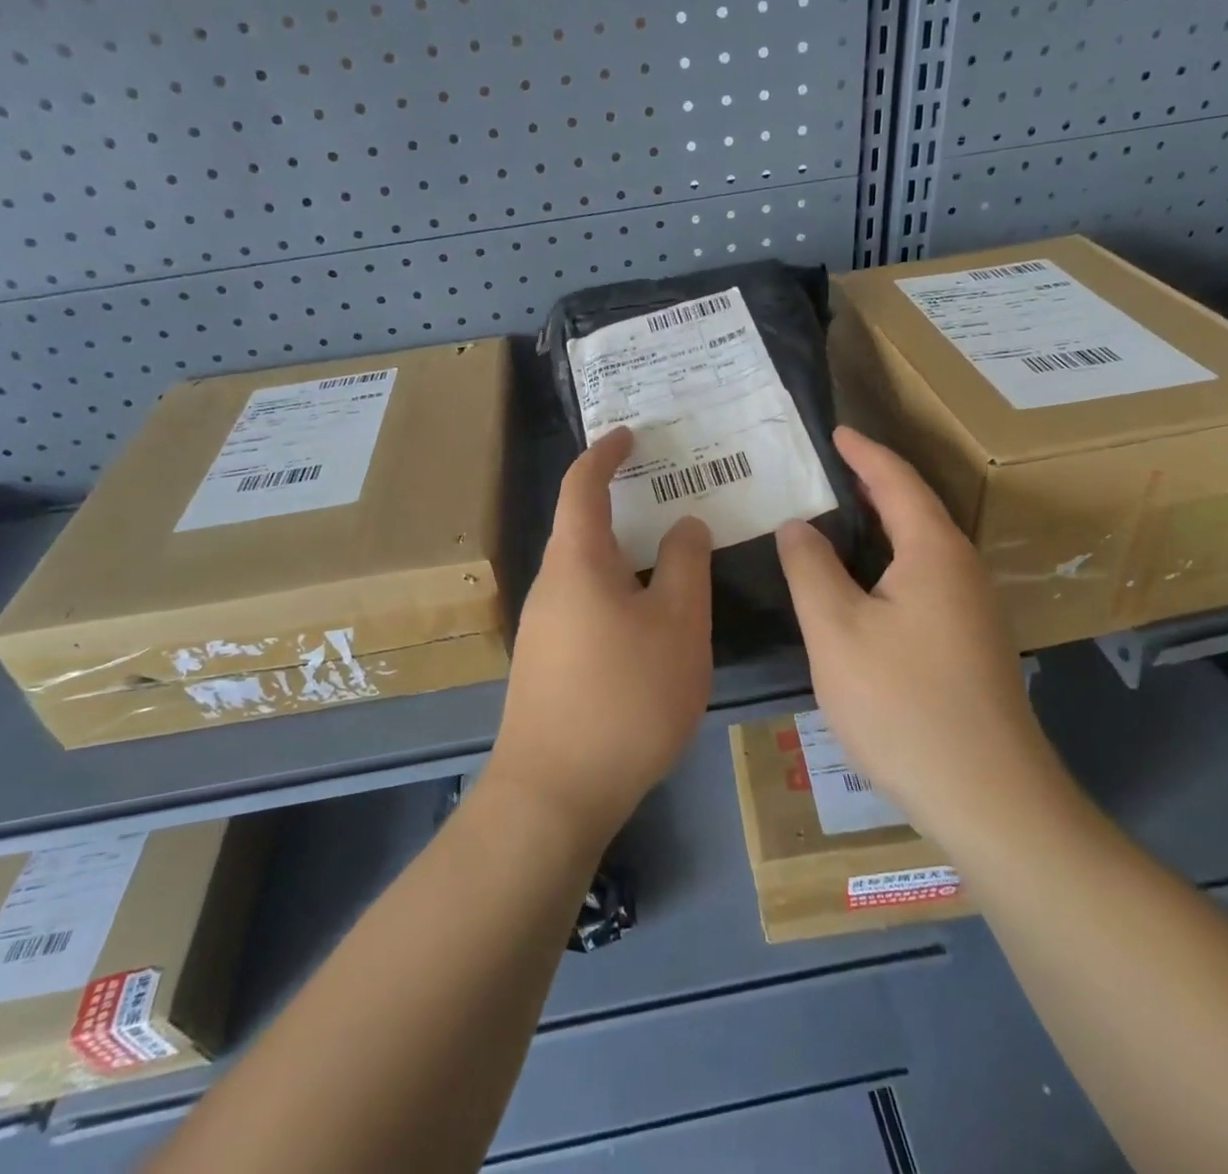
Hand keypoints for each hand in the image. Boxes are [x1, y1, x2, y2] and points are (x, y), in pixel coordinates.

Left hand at [489, 427, 713, 836]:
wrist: (554, 792)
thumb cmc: (625, 696)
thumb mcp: (677, 625)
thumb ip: (684, 566)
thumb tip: (683, 524)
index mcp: (577, 561)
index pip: (583, 485)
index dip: (605, 453)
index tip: (630, 435)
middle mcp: (550, 585)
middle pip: (583, 528)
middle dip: (622, 505)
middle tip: (669, 497)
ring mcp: (543, 627)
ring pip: (587, 571)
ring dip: (624, 554)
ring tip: (668, 558)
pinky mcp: (547, 663)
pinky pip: (586, 605)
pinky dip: (617, 591)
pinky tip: (647, 621)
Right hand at [775, 427, 1065, 842]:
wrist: (988, 797)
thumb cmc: (903, 704)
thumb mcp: (837, 632)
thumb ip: (811, 569)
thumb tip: (796, 525)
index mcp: (933, 552)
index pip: (897, 481)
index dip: (863, 453)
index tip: (834, 431)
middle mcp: (962, 569)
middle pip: (914, 509)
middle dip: (872, 483)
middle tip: (825, 470)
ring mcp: (972, 608)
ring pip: (920, 547)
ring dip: (881, 525)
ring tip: (835, 517)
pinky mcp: (970, 642)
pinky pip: (924, 578)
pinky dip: (889, 562)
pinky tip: (862, 583)